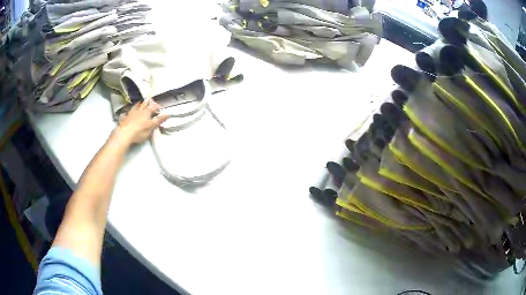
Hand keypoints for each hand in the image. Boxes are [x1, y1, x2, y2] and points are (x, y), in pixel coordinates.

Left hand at [113, 100, 168, 144]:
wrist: (124, 134)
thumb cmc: (139, 131)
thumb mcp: (151, 127)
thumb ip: (159, 120)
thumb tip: (168, 114)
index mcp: (146, 112)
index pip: (153, 106)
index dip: (157, 106)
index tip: (159, 108)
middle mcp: (139, 110)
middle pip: (144, 104)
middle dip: (148, 102)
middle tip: (150, 101)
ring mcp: (132, 113)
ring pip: (136, 106)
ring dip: (139, 104)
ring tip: (140, 103)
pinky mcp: (125, 117)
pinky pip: (129, 111)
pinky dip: (131, 110)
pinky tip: (131, 111)